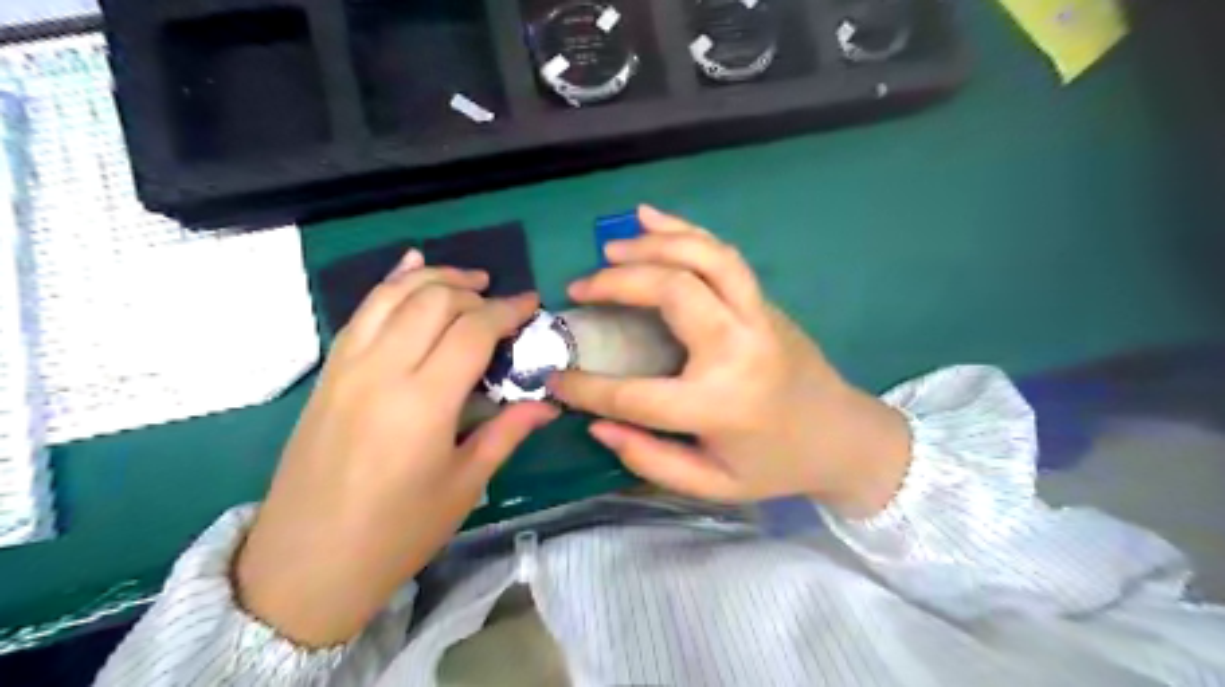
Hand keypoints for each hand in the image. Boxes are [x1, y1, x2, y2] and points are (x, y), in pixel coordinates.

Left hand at [233, 249, 555, 646]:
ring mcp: (347, 367)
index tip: (532, 305)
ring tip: (468, 280)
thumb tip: (548, 402)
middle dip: (475, 291)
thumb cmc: (396, 533)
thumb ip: (507, 432)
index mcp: (423, 402)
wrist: (304, 565)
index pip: (472, 330)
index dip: (507, 311)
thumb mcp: (463, 486)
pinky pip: (361, 311)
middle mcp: (382, 370)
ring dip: (435, 278)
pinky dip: (390, 283)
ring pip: (393, 295)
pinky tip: (411, 268)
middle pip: (433, 301)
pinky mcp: (328, 372)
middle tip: (502, 304)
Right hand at [551, 206, 913, 517]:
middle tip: (580, 288)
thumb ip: (651, 460)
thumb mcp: (713, 485)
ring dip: (653, 244)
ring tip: (611, 248)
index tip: (554, 378)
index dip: (586, 388)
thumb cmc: (775, 466)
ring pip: (705, 257)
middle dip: (618, 283)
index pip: (634, 394)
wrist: (844, 437)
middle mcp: (738, 349)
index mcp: (719, 404)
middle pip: (672, 293)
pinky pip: (723, 254)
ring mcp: (757, 316)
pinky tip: (650, 217)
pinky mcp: (765, 301)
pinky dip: (684, 229)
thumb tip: (597, 425)